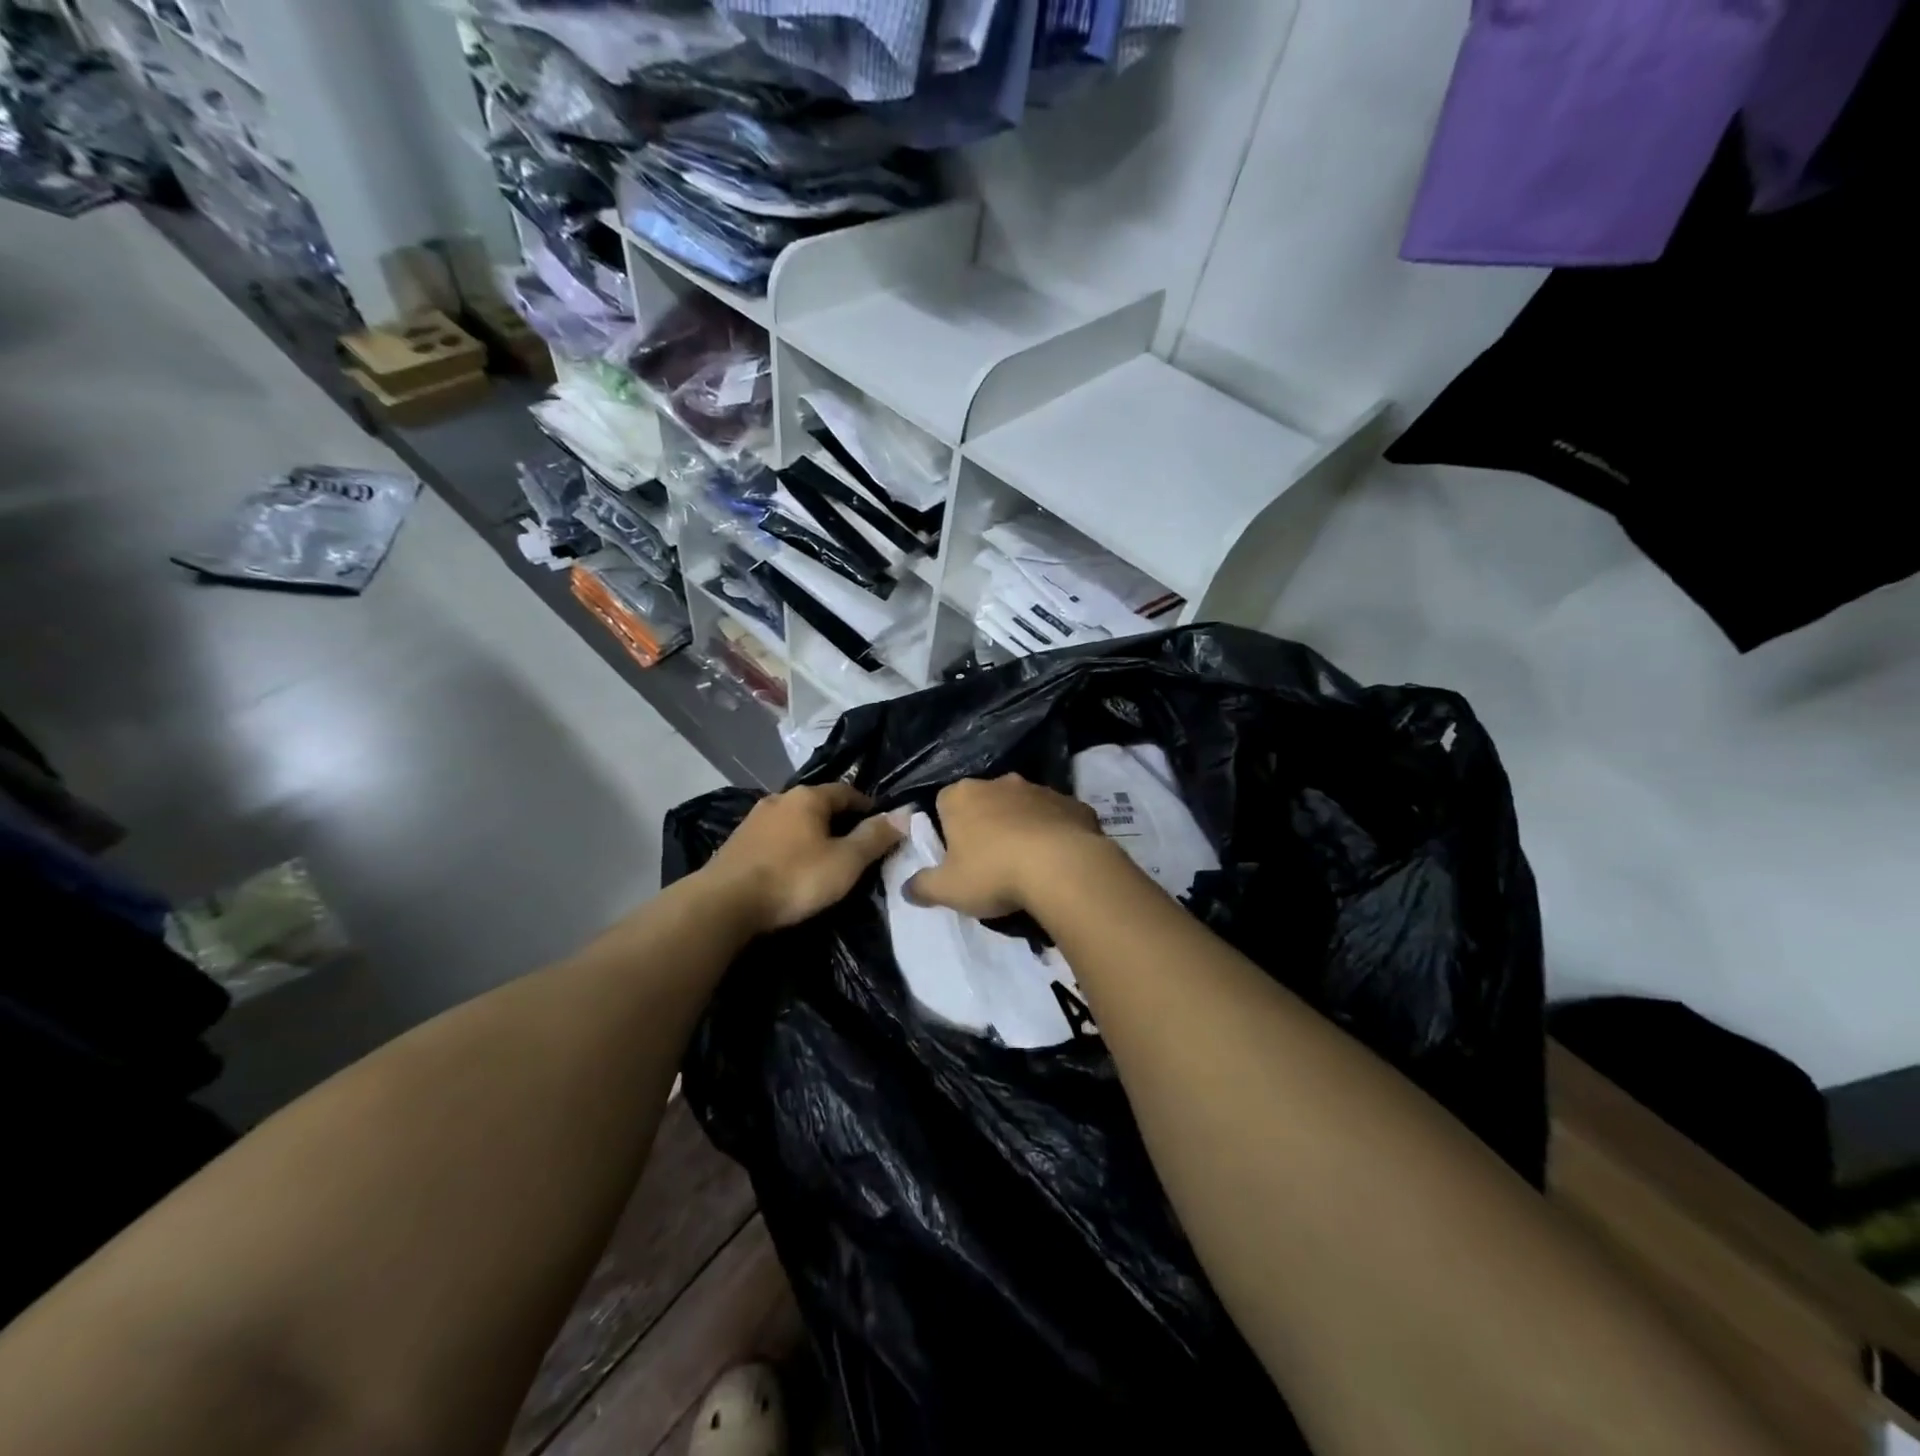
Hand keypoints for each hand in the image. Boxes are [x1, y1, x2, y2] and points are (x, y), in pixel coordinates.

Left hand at [703, 782, 903, 932]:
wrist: (724, 903)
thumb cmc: (794, 878)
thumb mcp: (846, 861)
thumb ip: (875, 837)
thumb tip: (905, 813)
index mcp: (808, 797)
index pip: (847, 791)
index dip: (867, 806)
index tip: (881, 825)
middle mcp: (780, 799)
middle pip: (818, 804)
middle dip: (838, 820)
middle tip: (855, 844)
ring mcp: (754, 820)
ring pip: (794, 821)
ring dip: (810, 834)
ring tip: (824, 857)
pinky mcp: (736, 842)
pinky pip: (774, 838)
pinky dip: (789, 847)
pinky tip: (792, 867)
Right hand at [906, 774, 1114, 919]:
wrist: (1062, 867)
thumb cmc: (994, 873)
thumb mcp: (948, 889)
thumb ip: (922, 886)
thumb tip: (907, 888)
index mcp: (962, 796)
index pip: (944, 802)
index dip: (947, 828)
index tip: (955, 855)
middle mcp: (999, 782)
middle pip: (985, 801)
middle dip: (985, 823)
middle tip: (990, 860)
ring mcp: (1039, 789)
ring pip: (1023, 806)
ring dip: (1022, 825)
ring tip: (1027, 862)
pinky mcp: (1073, 803)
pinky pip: (1057, 816)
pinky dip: (1055, 832)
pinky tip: (1058, 859)